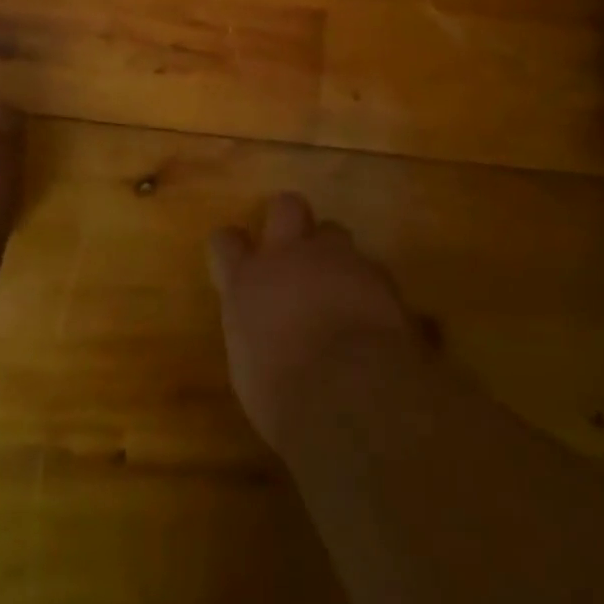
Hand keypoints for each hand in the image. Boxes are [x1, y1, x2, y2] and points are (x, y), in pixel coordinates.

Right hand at [208, 193, 422, 451]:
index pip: (225, 242)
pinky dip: (367, 286)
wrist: (351, 392)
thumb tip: (266, 332)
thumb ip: (255, 331)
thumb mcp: (250, 368)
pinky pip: (369, 267)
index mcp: (247, 280)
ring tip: (338, 285)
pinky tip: (371, 313)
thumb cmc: (285, 397)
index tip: (235, 257)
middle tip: (294, 249)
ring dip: (333, 254)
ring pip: (334, 231)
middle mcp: (290, 256)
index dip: (231, 246)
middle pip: (286, 206)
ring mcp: (337, 258)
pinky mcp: (377, 274)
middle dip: (290, 219)